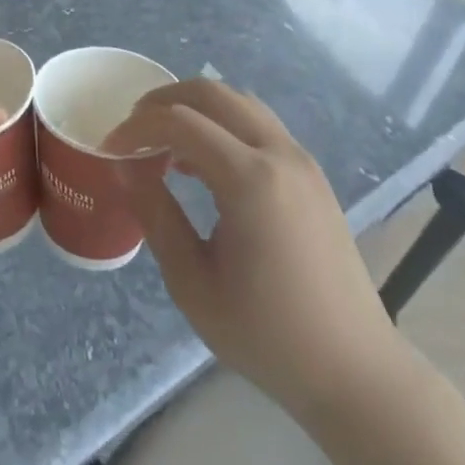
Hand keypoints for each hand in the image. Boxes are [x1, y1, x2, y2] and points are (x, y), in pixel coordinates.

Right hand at [109, 80, 411, 423]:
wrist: (354, 371)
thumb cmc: (267, 335)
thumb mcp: (193, 283)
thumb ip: (156, 215)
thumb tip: (124, 168)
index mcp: (249, 178)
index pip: (179, 121)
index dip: (137, 127)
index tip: (110, 148)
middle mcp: (279, 154)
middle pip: (212, 93)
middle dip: (164, 100)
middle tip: (132, 128)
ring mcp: (302, 161)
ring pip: (240, 103)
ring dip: (196, 109)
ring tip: (164, 143)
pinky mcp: (312, 176)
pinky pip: (260, 126)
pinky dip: (223, 126)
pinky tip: (203, 165)